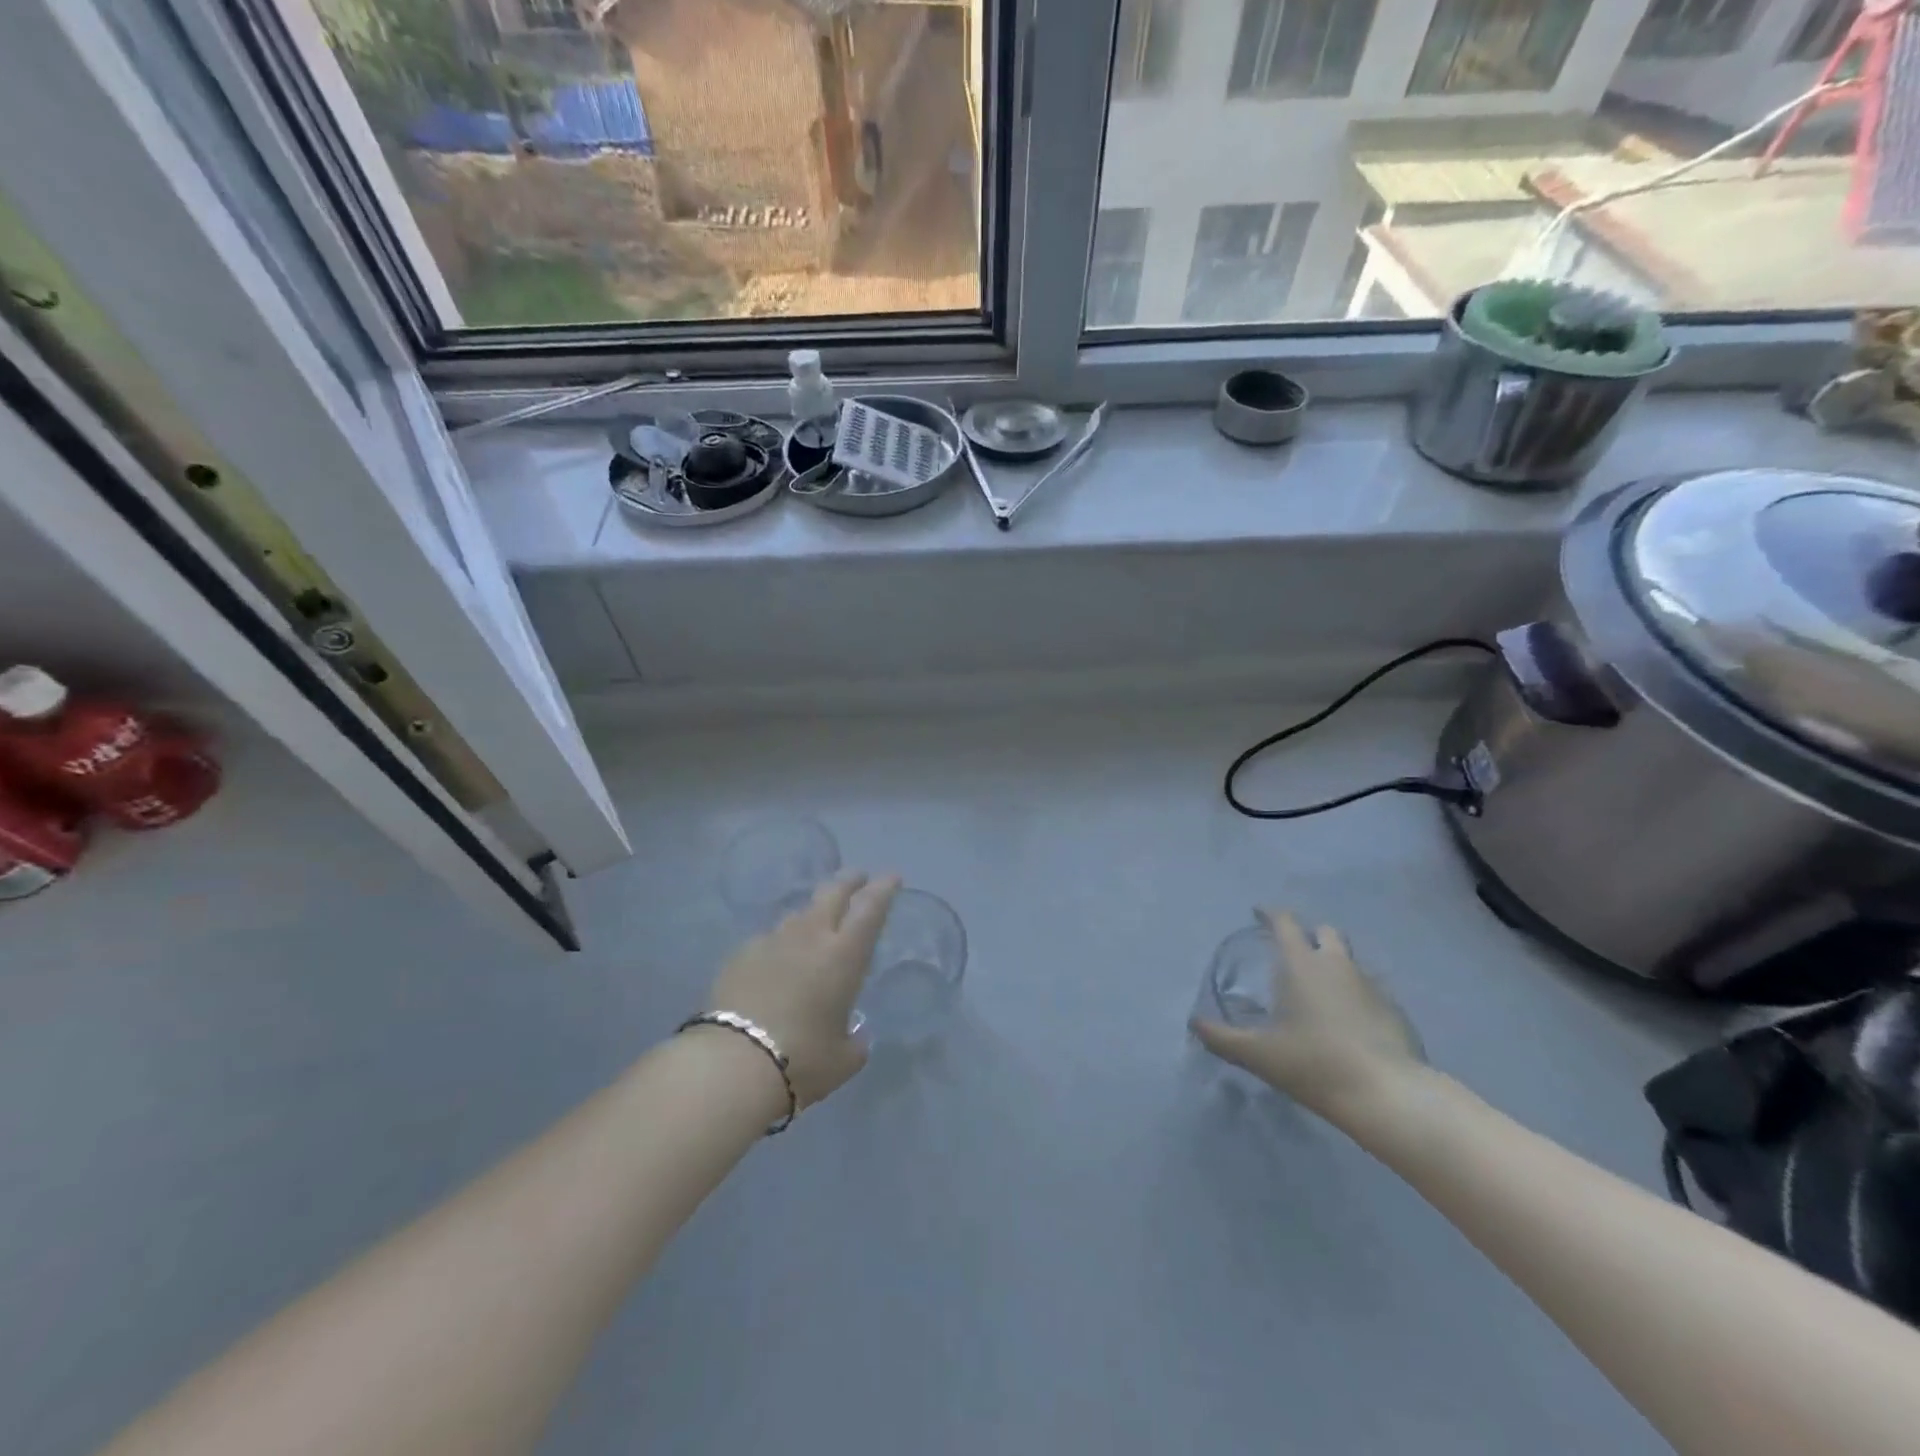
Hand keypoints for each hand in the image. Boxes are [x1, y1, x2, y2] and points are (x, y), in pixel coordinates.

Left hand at [706, 872, 899, 1108]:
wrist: (732, 1064)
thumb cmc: (802, 1060)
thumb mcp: (843, 1059)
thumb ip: (855, 1042)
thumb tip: (855, 1037)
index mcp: (844, 955)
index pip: (870, 908)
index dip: (883, 889)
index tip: (891, 877)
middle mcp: (810, 937)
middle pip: (832, 893)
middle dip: (848, 881)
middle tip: (858, 877)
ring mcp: (771, 941)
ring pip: (798, 914)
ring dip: (812, 913)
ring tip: (816, 923)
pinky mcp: (740, 955)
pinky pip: (767, 939)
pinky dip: (779, 944)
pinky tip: (776, 962)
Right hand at [1190, 909, 1424, 1119]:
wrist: (1387, 1095)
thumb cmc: (1314, 1063)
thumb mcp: (1258, 1054)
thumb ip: (1221, 1037)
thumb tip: (1194, 1023)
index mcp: (1302, 964)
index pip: (1285, 922)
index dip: (1270, 914)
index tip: (1258, 913)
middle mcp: (1338, 965)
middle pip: (1325, 932)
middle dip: (1308, 935)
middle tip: (1292, 953)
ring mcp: (1371, 985)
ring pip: (1349, 960)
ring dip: (1333, 964)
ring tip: (1318, 989)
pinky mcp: (1395, 1011)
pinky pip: (1369, 989)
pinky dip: (1355, 993)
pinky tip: (1348, 1020)